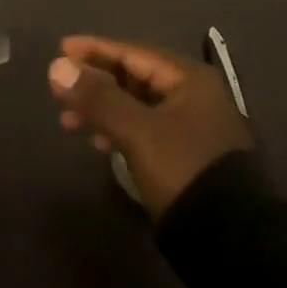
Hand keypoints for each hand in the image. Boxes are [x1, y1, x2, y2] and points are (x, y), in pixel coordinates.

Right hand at [48, 36, 252, 216]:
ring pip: (137, 104)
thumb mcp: (137, 131)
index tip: (61, 48)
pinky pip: (144, 127)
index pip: (133, 52)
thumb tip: (56, 67)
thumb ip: (97, 97)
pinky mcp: (187, 152)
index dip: (95, 49)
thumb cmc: (183, 169)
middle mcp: (194, 94)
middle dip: (95, 82)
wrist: (230, 239)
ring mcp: (192, 125)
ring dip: (103, 108)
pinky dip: (119, 129)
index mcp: (189, 78)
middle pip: (135, 77)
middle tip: (60, 90)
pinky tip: (99, 143)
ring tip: (69, 121)